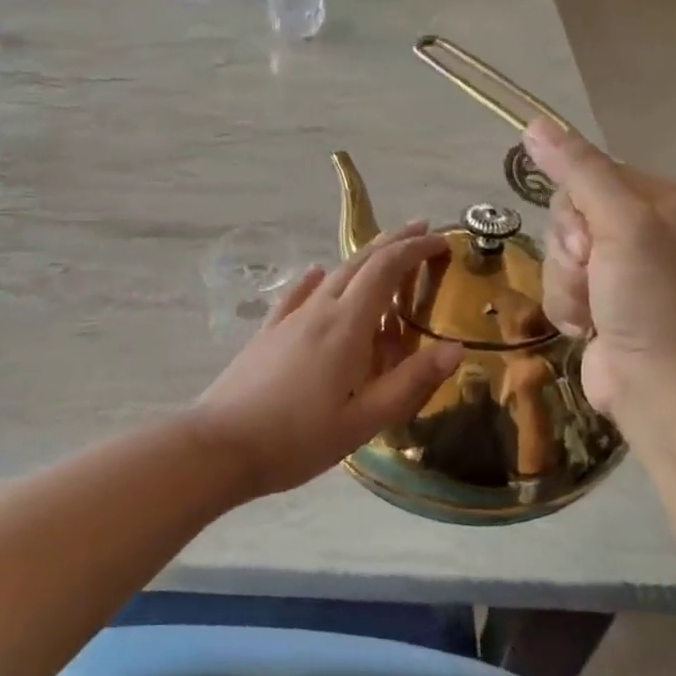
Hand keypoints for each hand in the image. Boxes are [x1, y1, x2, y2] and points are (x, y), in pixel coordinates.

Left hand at [191, 222, 464, 498]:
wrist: (220, 446)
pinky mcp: (267, 335)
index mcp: (346, 327)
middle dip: (392, 243)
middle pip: (359, 264)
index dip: (415, 250)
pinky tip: (317, 275)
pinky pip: (297, 296)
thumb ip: (410, 383)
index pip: (385, 271)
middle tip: (421, 230)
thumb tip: (455, 348)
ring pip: (332, 277)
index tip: (441, 240)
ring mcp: (288, 320)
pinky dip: (317, 281)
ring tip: (382, 254)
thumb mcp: (363, 420)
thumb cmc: (297, 439)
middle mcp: (318, 311)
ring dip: (361, 260)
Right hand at [523, 121, 675, 443]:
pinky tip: (587, 328)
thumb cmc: (650, 301)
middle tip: (594, 275)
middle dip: (569, 252)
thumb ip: (579, 172)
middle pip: (567, 217)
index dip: (575, 210)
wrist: (659, 386)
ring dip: (565, 285)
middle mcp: (642, 231)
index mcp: (661, 201)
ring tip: (593, 310)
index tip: (591, 241)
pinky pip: (558, 287)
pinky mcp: (599, 303)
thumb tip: (534, 123)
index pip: (587, 176)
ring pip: (557, 255)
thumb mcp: (620, 225)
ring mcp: (620, 271)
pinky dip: (565, 308)